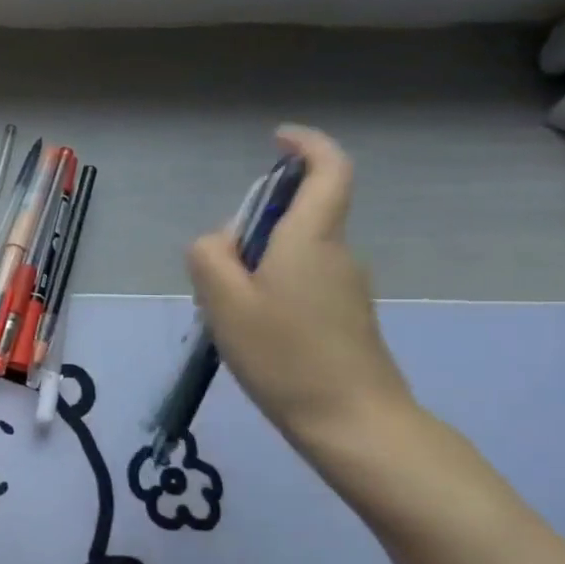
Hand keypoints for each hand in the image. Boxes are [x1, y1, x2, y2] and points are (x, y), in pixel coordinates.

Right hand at [186, 127, 417, 465]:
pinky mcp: (346, 315)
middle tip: (216, 274)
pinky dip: (270, 288)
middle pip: (296, 215)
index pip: (328, 171)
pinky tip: (252, 332)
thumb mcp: (224, 302)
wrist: (355, 424)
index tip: (278, 139)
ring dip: (256, 265)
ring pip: (292, 252)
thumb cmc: (285, 356)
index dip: (306, 146)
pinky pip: (300, 280)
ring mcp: (346, 286)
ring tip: (228, 313)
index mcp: (310, 239)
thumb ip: (209, 256)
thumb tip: (219, 242)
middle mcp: (336, 253)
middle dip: (252, 226)